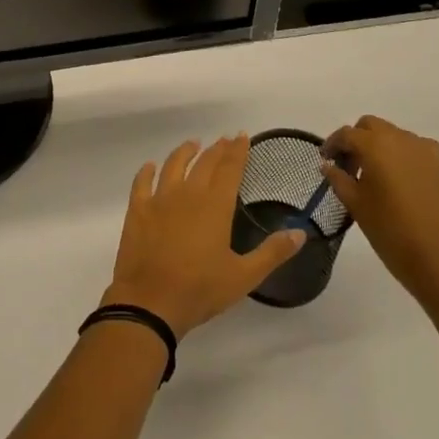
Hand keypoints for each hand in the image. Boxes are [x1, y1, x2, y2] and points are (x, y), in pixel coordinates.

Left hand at [102, 135, 304, 338]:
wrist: (150, 302)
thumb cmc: (200, 290)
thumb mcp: (244, 276)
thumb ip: (272, 252)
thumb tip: (300, 232)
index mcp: (215, 205)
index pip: (229, 169)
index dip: (237, 151)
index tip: (242, 136)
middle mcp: (187, 194)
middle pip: (204, 163)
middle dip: (217, 149)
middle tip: (224, 140)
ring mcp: (159, 199)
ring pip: (173, 165)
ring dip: (184, 152)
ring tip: (193, 144)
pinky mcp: (137, 210)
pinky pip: (142, 182)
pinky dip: (147, 171)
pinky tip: (150, 166)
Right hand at [321, 117, 438, 311]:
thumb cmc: (393, 234)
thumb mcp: (357, 206)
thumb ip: (339, 179)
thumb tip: (328, 165)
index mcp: (377, 145)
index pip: (347, 134)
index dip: (332, 144)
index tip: (325, 160)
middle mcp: (402, 139)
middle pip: (372, 126)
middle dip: (356, 140)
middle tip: (349, 167)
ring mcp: (427, 151)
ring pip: (394, 136)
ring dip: (379, 147)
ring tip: (374, 177)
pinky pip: (414, 150)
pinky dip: (400, 156)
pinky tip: (398, 183)